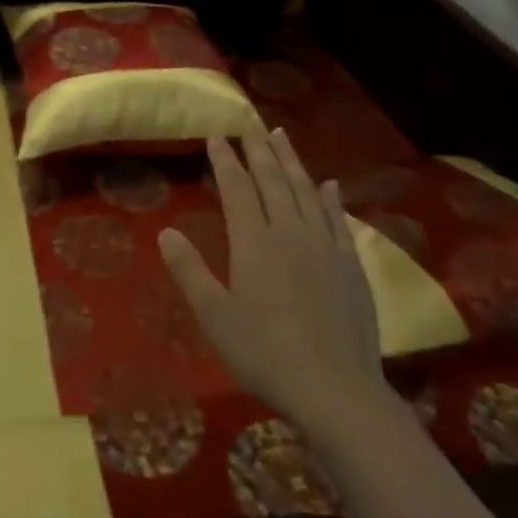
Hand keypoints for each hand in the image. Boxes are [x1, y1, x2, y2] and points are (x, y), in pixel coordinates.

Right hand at [160, 131, 387, 426]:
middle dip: (259, 151)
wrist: (337, 391)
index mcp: (254, 242)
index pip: (237, 188)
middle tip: (250, 127)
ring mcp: (325, 246)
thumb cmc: (265, 354)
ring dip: (292, 161)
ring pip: (306, 191)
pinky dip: (331, 198)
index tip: (216, 137)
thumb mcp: (214, 316)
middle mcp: (291, 232)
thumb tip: (166, 232)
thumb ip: (189, 270)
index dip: (225, 161)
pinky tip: (329, 185)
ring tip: (282, 137)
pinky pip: (339, 220)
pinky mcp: (351, 266)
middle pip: (274, 180)